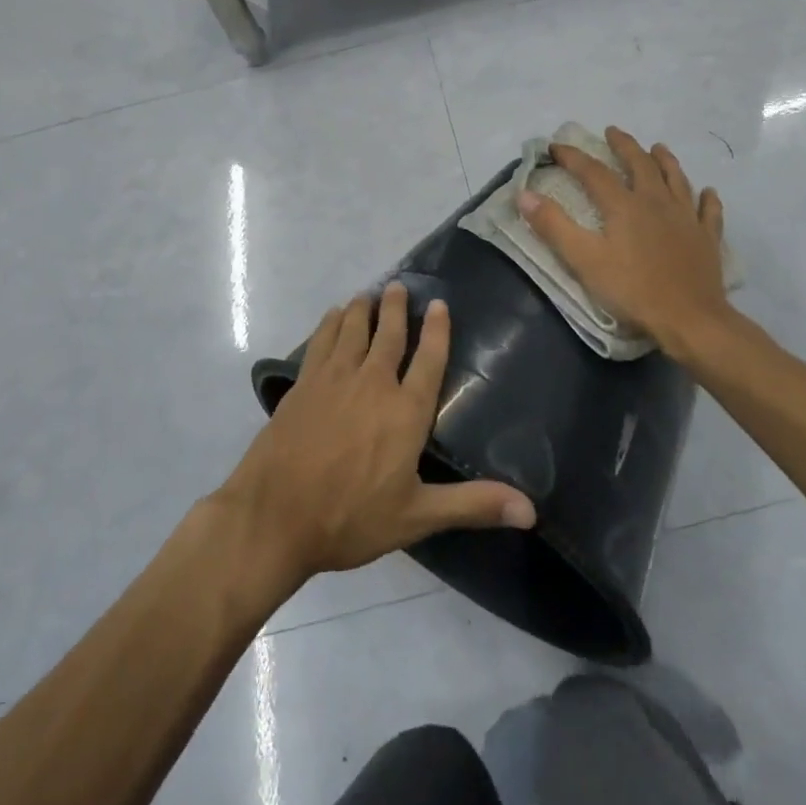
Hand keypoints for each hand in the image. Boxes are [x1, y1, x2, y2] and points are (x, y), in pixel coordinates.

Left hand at [217, 284, 536, 580]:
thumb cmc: (350, 518)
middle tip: (399, 286)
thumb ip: (473, 505)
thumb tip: (531, 511)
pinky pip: (321, 341)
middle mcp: (373, 384)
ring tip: (369, 293)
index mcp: (406, 411)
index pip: (428, 360)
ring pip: (353, 330)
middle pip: (389, 335)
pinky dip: (330, 323)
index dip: (436, 330)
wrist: (274, 517)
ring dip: (364, 309)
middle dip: (396, 308)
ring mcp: (334, 380)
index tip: (438, 304)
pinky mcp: (303, 385)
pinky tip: (334, 316)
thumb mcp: (417, 517)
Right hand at [517, 126, 732, 355]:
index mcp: (624, 205)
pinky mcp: (707, 238)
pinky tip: (707, 192)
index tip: (556, 146)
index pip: (593, 172)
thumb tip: (525, 195)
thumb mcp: (584, 260)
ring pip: (676, 179)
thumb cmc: (632, 290)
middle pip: (640, 164)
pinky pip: (709, 211)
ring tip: (658, 148)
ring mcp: (686, 218)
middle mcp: (656, 201)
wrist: (689, 318)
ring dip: (665, 160)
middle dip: (624, 146)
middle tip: (613, 132)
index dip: (573, 157)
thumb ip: (554, 226)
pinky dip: (707, 198)